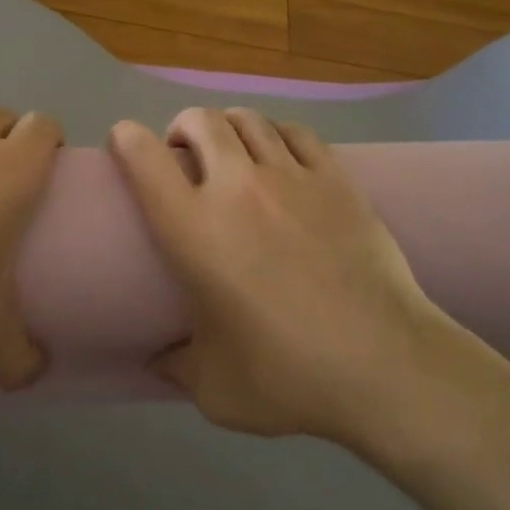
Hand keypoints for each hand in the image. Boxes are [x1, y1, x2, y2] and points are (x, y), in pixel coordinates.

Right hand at [109, 107, 460, 442]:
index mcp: (194, 230)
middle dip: (182, 127)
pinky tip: (280, 154)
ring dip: (229, 127)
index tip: (125, 143)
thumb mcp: (214, 389)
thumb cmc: (289, 377)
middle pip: (201, 121)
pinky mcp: (337, 180)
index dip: (126, 138)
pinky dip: (277, 134)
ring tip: (232, 152)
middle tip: (185, 156)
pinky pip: (297, 133)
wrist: (385, 366)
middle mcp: (237, 188)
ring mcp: (292, 177)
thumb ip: (177, 366)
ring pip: (249, 119)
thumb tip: (158, 358)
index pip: (145, 158)